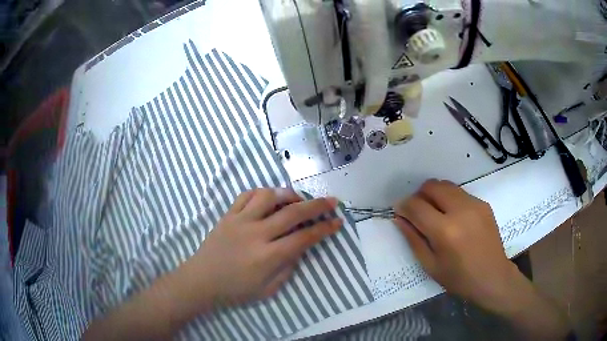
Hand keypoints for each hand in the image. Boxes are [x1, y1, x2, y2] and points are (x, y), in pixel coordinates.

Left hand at [186, 188, 340, 307]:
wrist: (201, 281)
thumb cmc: (235, 290)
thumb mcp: (268, 290)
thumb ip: (287, 268)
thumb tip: (300, 247)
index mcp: (267, 256)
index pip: (304, 237)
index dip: (324, 229)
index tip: (338, 221)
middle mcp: (256, 234)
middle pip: (292, 213)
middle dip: (317, 206)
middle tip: (331, 201)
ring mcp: (240, 221)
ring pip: (268, 196)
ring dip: (287, 194)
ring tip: (297, 199)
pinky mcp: (227, 215)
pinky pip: (246, 195)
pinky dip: (261, 193)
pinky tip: (269, 198)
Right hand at [393, 179, 518, 312]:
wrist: (492, 277)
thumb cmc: (459, 278)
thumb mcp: (430, 265)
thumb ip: (413, 239)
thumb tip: (399, 218)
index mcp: (445, 231)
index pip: (416, 206)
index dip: (404, 205)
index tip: (399, 210)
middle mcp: (460, 210)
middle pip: (432, 186)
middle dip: (419, 195)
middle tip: (418, 211)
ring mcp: (475, 204)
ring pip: (447, 185)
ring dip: (435, 195)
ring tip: (436, 213)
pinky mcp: (483, 203)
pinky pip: (460, 193)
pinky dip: (450, 200)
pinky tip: (454, 218)